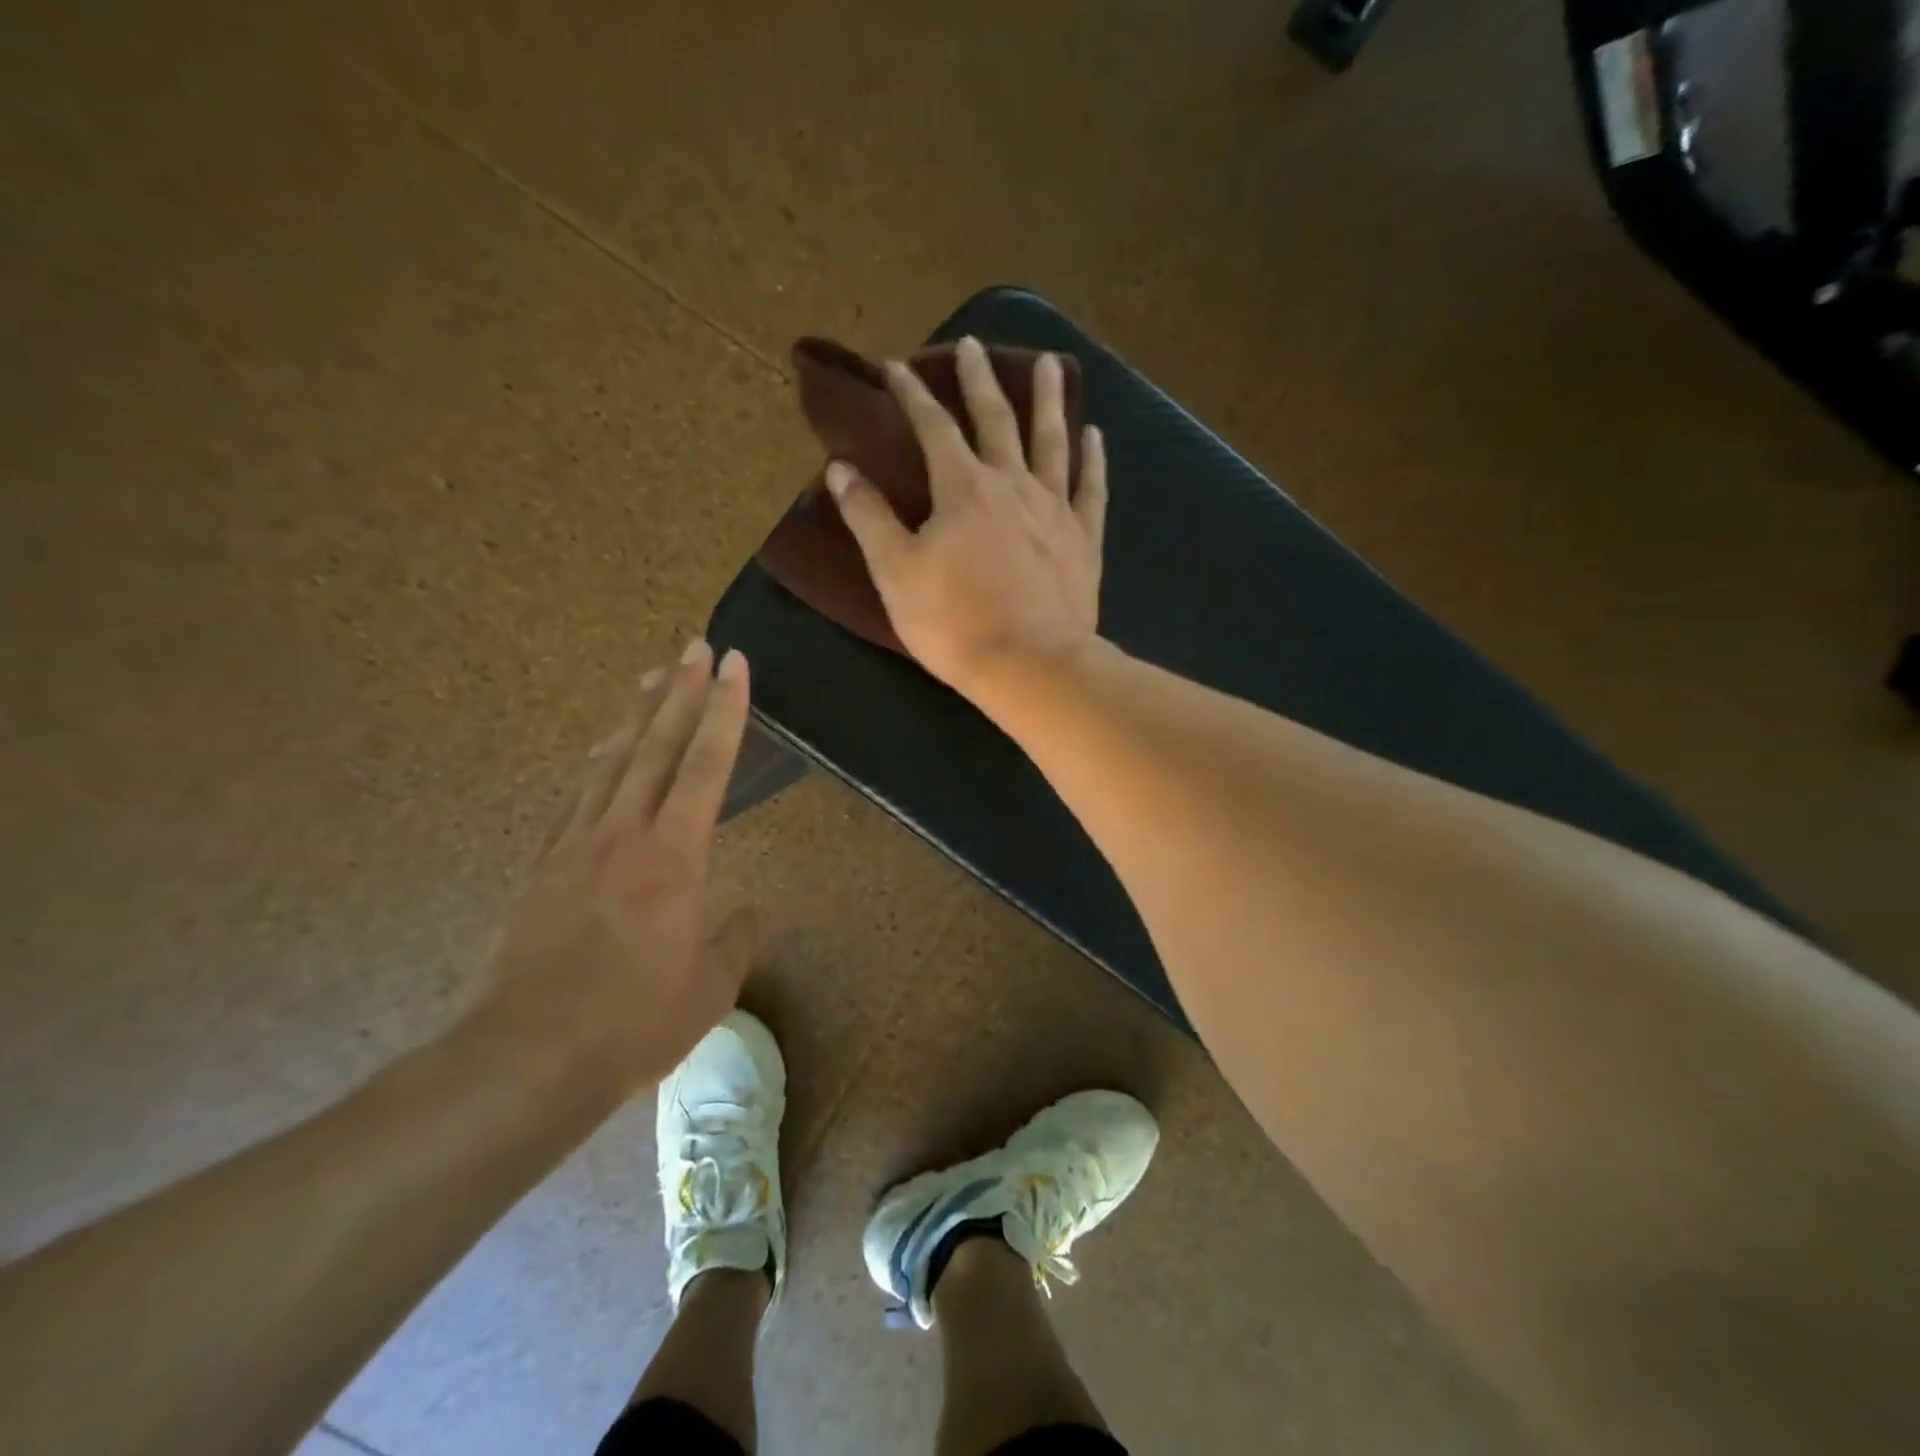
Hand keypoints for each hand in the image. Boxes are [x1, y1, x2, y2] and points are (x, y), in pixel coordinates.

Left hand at [472, 641, 756, 1091]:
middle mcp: (625, 833)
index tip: (734, 664)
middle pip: (657, 745)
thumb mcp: (709, 988)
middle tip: (695, 645)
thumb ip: (735, 939)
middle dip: (681, 690)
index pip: (706, 764)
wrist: (525, 1059)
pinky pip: (578, 793)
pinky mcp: (545, 864)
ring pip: (612, 760)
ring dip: (638, 713)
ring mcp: (577, 844)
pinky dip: (599, 759)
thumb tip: (751, 911)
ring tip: (653, 675)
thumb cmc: (633, 1023)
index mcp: (675, 856)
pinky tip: (604, 747)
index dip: (724, 710)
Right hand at [826, 334, 1107, 698]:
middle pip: (996, 419)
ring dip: (1048, 399)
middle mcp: (1012, 484)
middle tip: (972, 344)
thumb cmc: (954, 622)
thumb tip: (840, 468)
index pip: (932, 427)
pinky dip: (1093, 459)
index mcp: (962, 488)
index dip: (912, 394)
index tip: (895, 366)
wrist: (1030, 665)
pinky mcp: (1085, 540)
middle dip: (978, 380)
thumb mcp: (895, 572)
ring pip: (1052, 441)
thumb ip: (868, 517)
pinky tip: (1094, 434)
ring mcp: (1055, 509)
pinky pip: (1091, 488)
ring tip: (1050, 363)